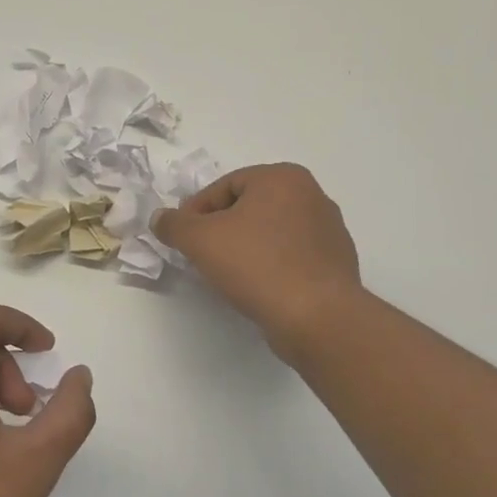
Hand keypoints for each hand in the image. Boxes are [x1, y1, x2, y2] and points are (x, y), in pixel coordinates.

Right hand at [152, 163, 361, 354]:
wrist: (318, 318)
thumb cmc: (257, 265)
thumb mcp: (200, 240)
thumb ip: (174, 224)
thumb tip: (160, 218)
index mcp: (282, 178)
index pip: (224, 186)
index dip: (195, 211)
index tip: (182, 237)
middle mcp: (312, 195)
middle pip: (249, 206)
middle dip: (221, 228)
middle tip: (201, 254)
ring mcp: (329, 230)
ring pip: (270, 232)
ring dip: (245, 247)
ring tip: (226, 273)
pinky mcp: (336, 263)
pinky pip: (291, 255)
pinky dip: (270, 265)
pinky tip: (256, 287)